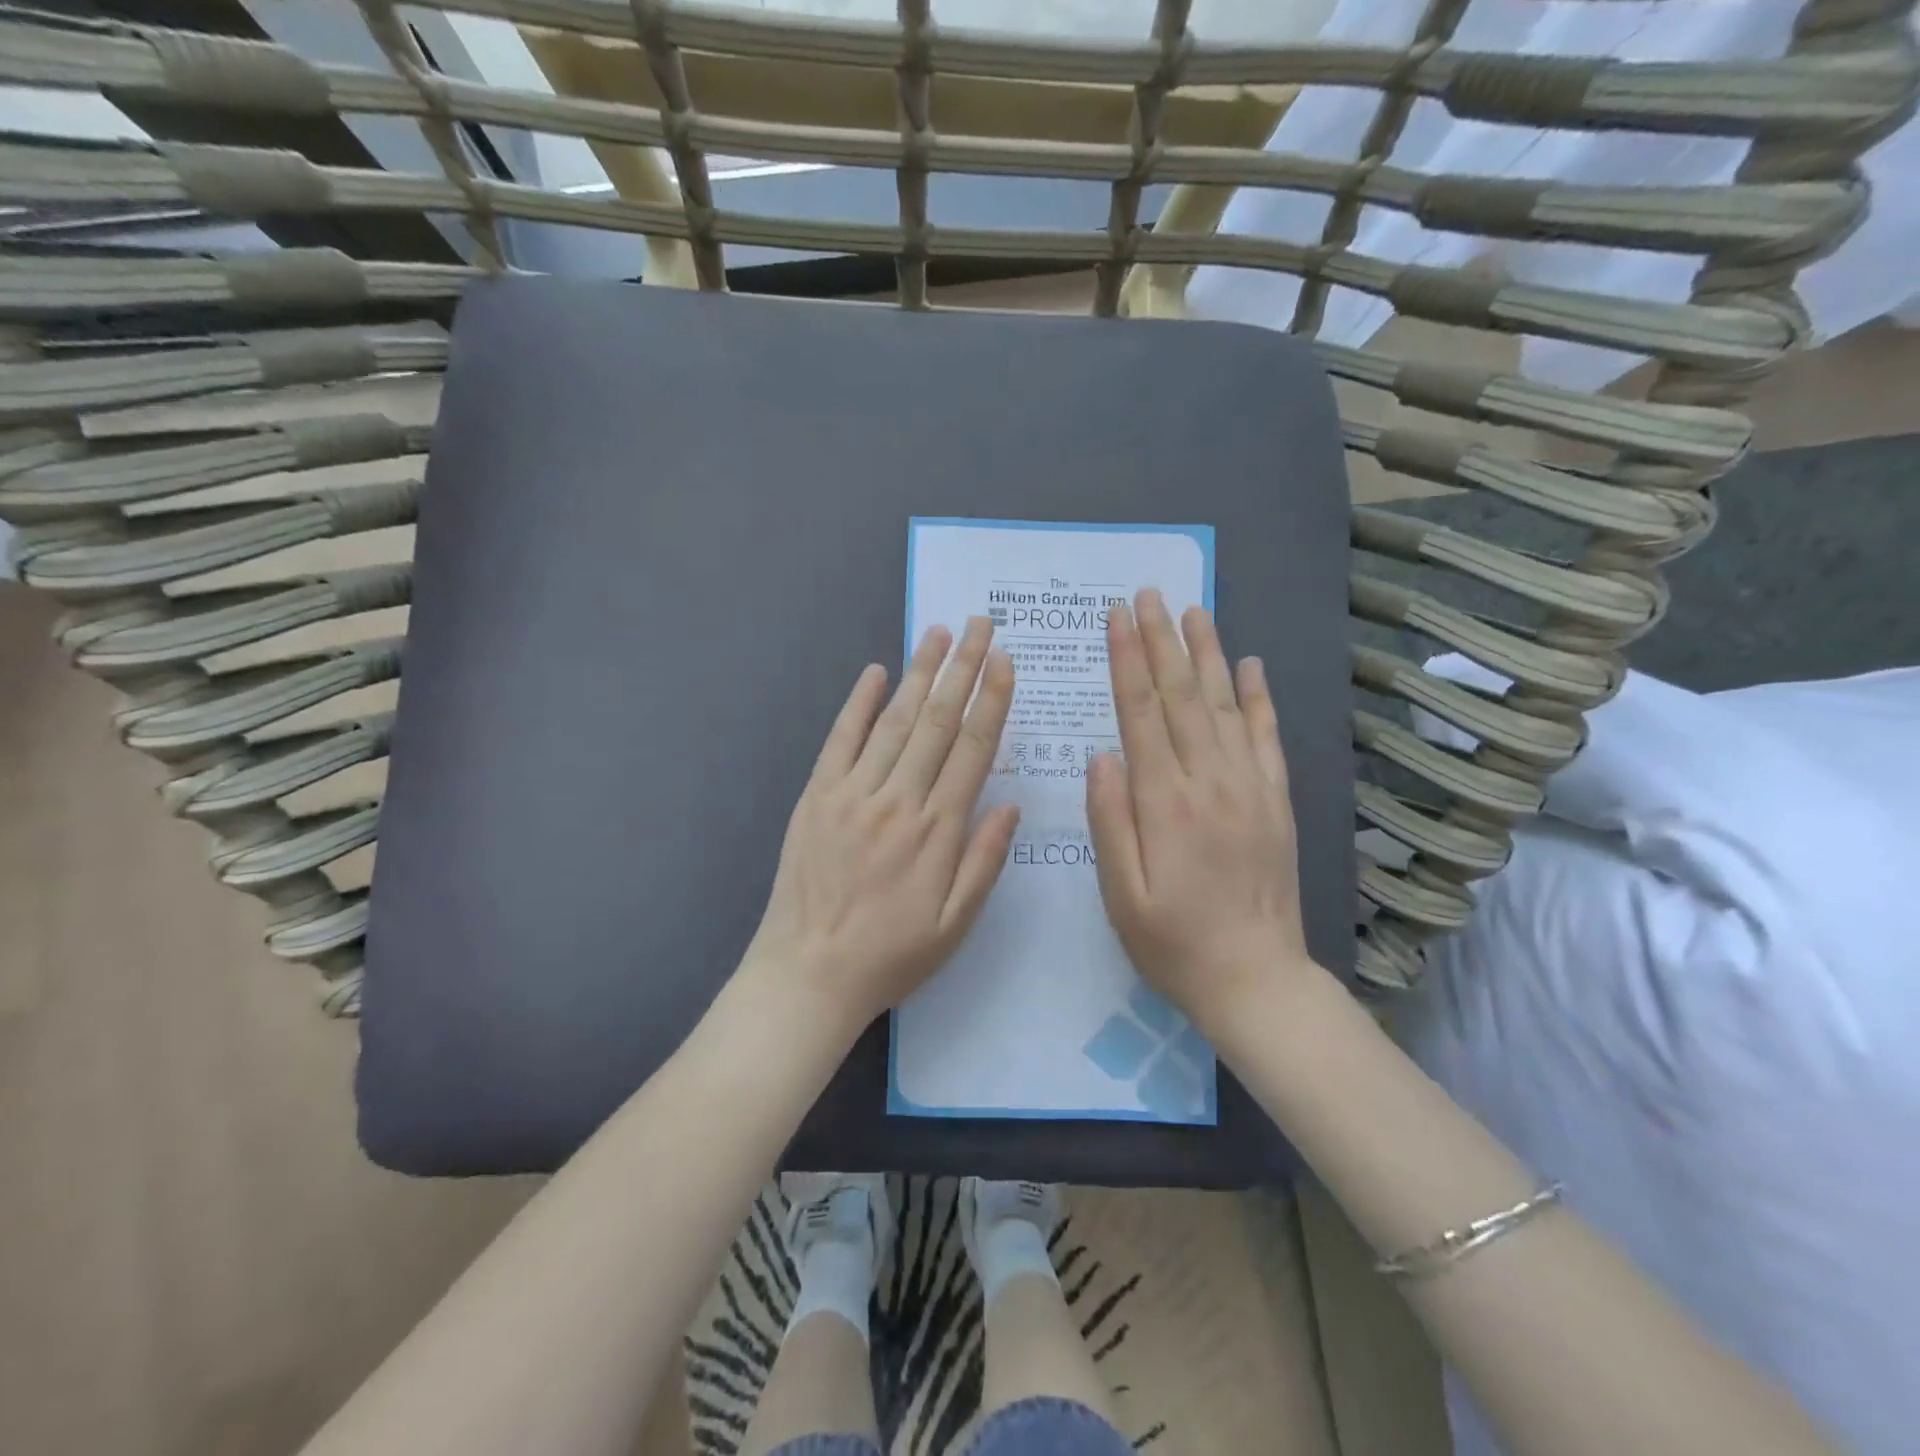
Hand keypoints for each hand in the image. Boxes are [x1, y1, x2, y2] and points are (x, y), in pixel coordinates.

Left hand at [744, 617, 1019, 1040]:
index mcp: (937, 831)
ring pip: (893, 721)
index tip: (1006, 662)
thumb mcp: (954, 925)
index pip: (972, 749)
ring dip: (919, 673)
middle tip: (981, 625)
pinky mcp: (816, 796)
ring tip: (939, 633)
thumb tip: (1012, 804)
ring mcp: (852, 794)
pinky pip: (840, 739)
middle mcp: (898, 800)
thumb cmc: (890, 956)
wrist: (808, 975)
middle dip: (963, 669)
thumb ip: (984, 861)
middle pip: (937, 722)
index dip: (992, 702)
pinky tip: (875, 671)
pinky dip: (858, 702)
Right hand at [1085, 589, 1318, 1031]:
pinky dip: (1259, 697)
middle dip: (1162, 640)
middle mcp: (1210, 782)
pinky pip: (1268, 737)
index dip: (1127, 661)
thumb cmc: (1173, 942)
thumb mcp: (1121, 894)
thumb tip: (1102, 755)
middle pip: (1182, 697)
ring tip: (1193, 610)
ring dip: (1207, 654)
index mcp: (1165, 803)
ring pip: (1225, 705)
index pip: (1140, 714)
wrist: (1257, 979)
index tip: (1117, 617)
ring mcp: (1249, 787)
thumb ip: (1111, 820)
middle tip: (1149, 594)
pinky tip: (1251, 665)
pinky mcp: (1276, 800)